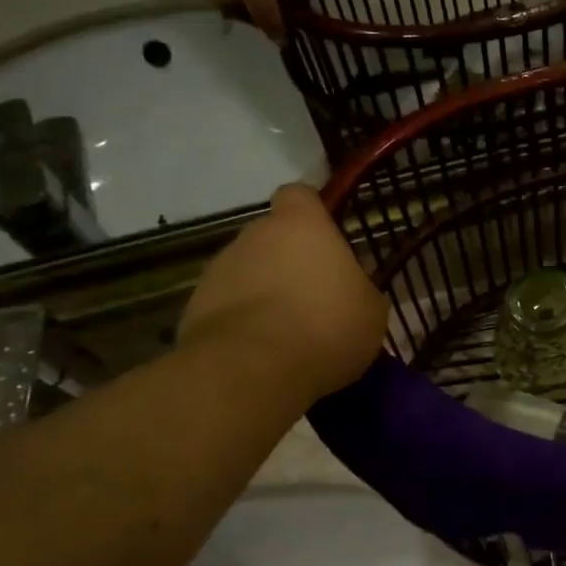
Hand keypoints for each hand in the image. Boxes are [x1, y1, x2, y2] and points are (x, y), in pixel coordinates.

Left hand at [180, 186, 387, 398]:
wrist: (252, 370)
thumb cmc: (325, 326)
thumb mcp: (371, 310)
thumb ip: (359, 289)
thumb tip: (349, 290)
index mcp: (301, 226)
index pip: (299, 195)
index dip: (312, 212)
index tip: (326, 237)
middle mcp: (254, 235)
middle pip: (272, 237)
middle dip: (289, 261)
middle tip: (315, 297)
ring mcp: (218, 270)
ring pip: (248, 272)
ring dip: (265, 293)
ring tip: (288, 333)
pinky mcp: (194, 307)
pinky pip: (228, 307)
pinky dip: (243, 323)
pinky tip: (262, 353)